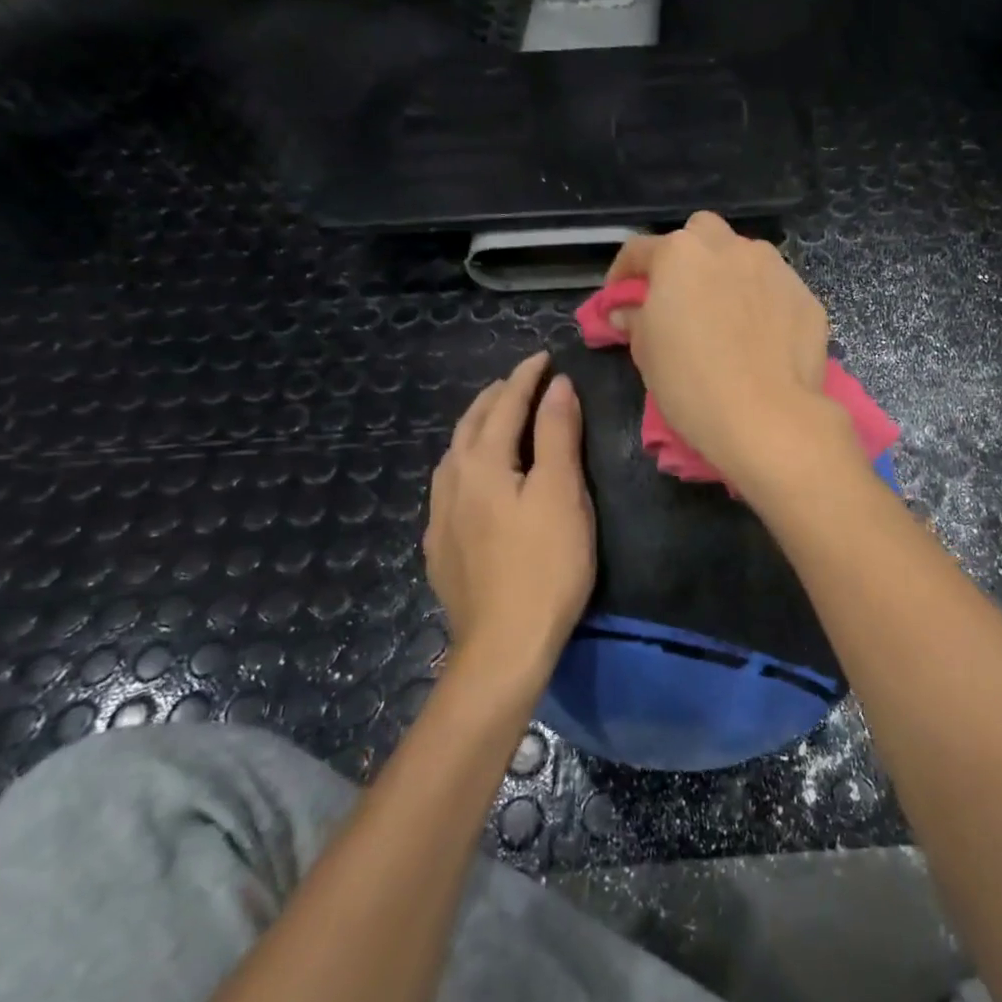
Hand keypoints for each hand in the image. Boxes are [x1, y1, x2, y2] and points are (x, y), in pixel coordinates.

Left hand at [425, 353, 594, 683]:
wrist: (504, 645)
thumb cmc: (545, 565)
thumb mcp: (561, 493)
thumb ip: (556, 435)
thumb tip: (557, 386)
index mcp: (482, 464)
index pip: (505, 405)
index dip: (526, 378)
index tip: (545, 356)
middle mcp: (452, 482)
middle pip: (470, 425)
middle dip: (496, 396)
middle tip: (520, 380)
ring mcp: (440, 518)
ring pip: (453, 456)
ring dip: (476, 428)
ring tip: (494, 419)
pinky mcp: (441, 548)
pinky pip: (449, 487)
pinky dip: (466, 463)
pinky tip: (473, 480)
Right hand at [606, 213, 847, 478]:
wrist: (767, 416)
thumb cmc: (691, 383)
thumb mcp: (647, 352)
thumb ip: (635, 319)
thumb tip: (627, 310)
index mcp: (680, 254)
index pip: (640, 250)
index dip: (623, 274)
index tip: (620, 298)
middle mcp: (730, 248)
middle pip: (701, 234)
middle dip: (687, 256)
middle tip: (681, 295)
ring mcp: (774, 268)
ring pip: (745, 257)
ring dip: (730, 275)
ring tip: (726, 316)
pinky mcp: (806, 296)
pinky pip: (775, 290)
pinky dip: (763, 303)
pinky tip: (761, 337)